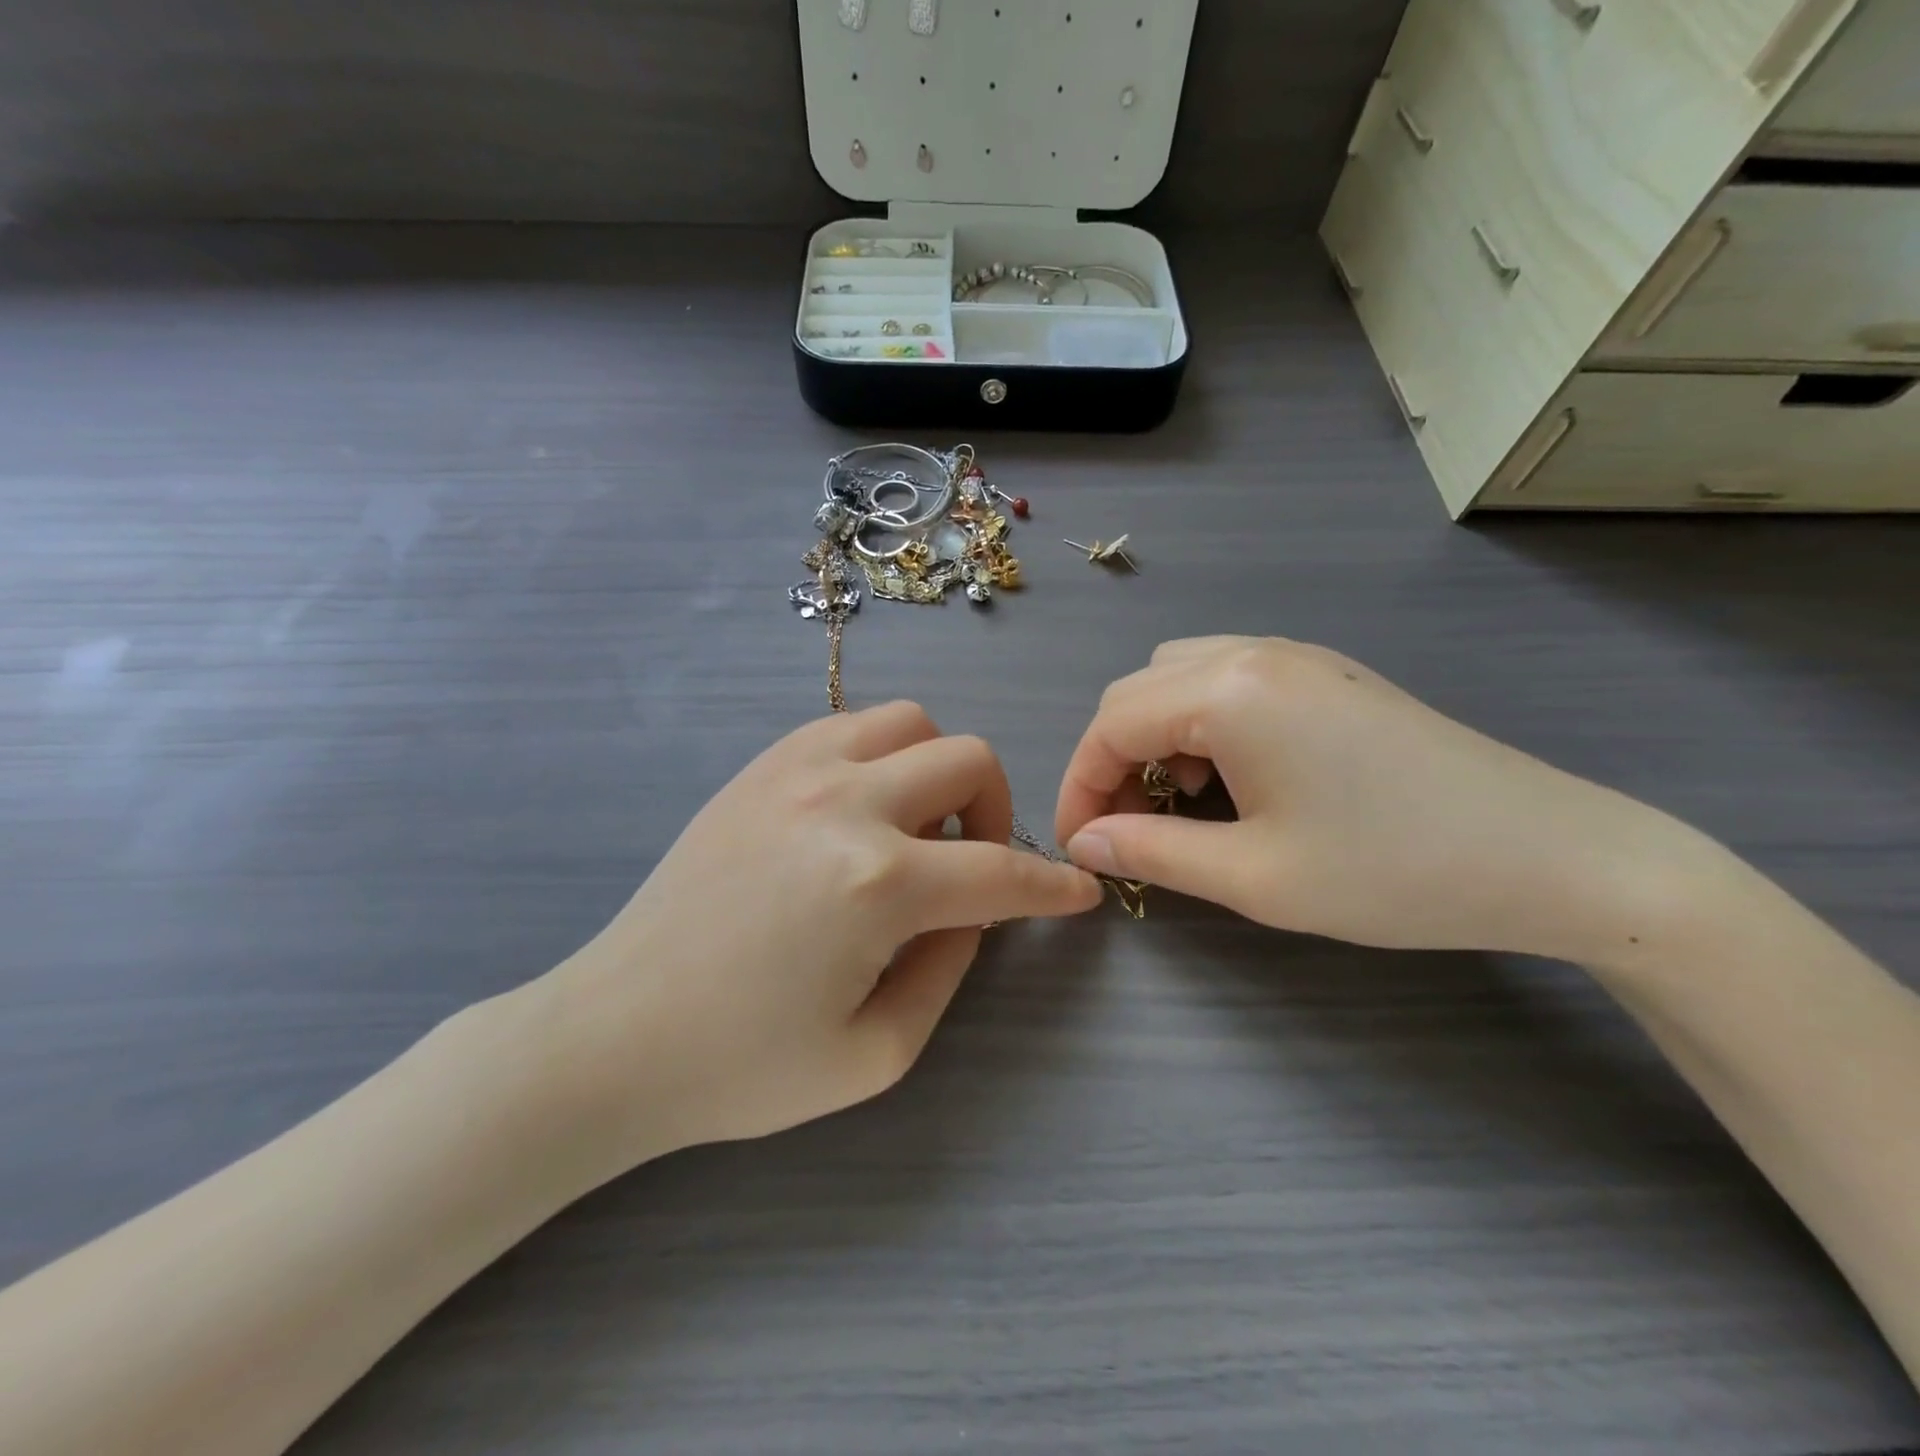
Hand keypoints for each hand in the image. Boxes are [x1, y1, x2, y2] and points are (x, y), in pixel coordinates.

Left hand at [536, 702, 1101, 1177]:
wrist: (614, 1033)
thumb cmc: (744, 1065)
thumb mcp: (877, 1053)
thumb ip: (949, 969)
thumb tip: (972, 909)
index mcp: (879, 884)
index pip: (1002, 870)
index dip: (1054, 885)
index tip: (1079, 892)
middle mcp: (846, 803)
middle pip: (969, 760)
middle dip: (999, 812)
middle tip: (977, 864)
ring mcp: (797, 770)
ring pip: (913, 721)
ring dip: (939, 770)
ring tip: (917, 827)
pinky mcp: (760, 766)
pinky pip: (850, 724)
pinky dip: (883, 753)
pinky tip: (863, 806)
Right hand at [1055, 637, 1704, 961]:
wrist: (1554, 856)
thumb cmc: (1393, 871)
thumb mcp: (1255, 876)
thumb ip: (1151, 852)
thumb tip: (1083, 842)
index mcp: (1228, 691)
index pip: (1110, 726)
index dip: (1078, 786)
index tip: (1078, 846)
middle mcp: (1253, 652)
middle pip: (1136, 692)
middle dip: (1110, 760)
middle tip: (1121, 829)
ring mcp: (1297, 655)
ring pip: (1180, 677)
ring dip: (1155, 736)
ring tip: (1180, 801)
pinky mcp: (1329, 673)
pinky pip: (1230, 678)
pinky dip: (1201, 721)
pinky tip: (1234, 775)